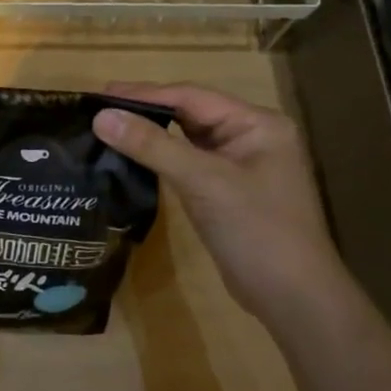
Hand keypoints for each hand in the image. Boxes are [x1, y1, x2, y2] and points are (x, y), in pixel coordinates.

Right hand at [93, 83, 345, 319]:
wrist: (292, 297)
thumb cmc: (257, 231)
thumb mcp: (203, 182)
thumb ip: (152, 146)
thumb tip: (100, 117)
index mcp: (257, 123)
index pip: (191, 96)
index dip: (144, 93)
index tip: (100, 94)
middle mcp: (251, 136)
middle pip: (189, 113)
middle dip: (145, 110)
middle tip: (98, 108)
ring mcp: (240, 165)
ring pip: (187, 139)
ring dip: (151, 133)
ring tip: (108, 128)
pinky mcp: (227, 191)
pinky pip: (188, 163)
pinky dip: (161, 157)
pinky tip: (132, 158)